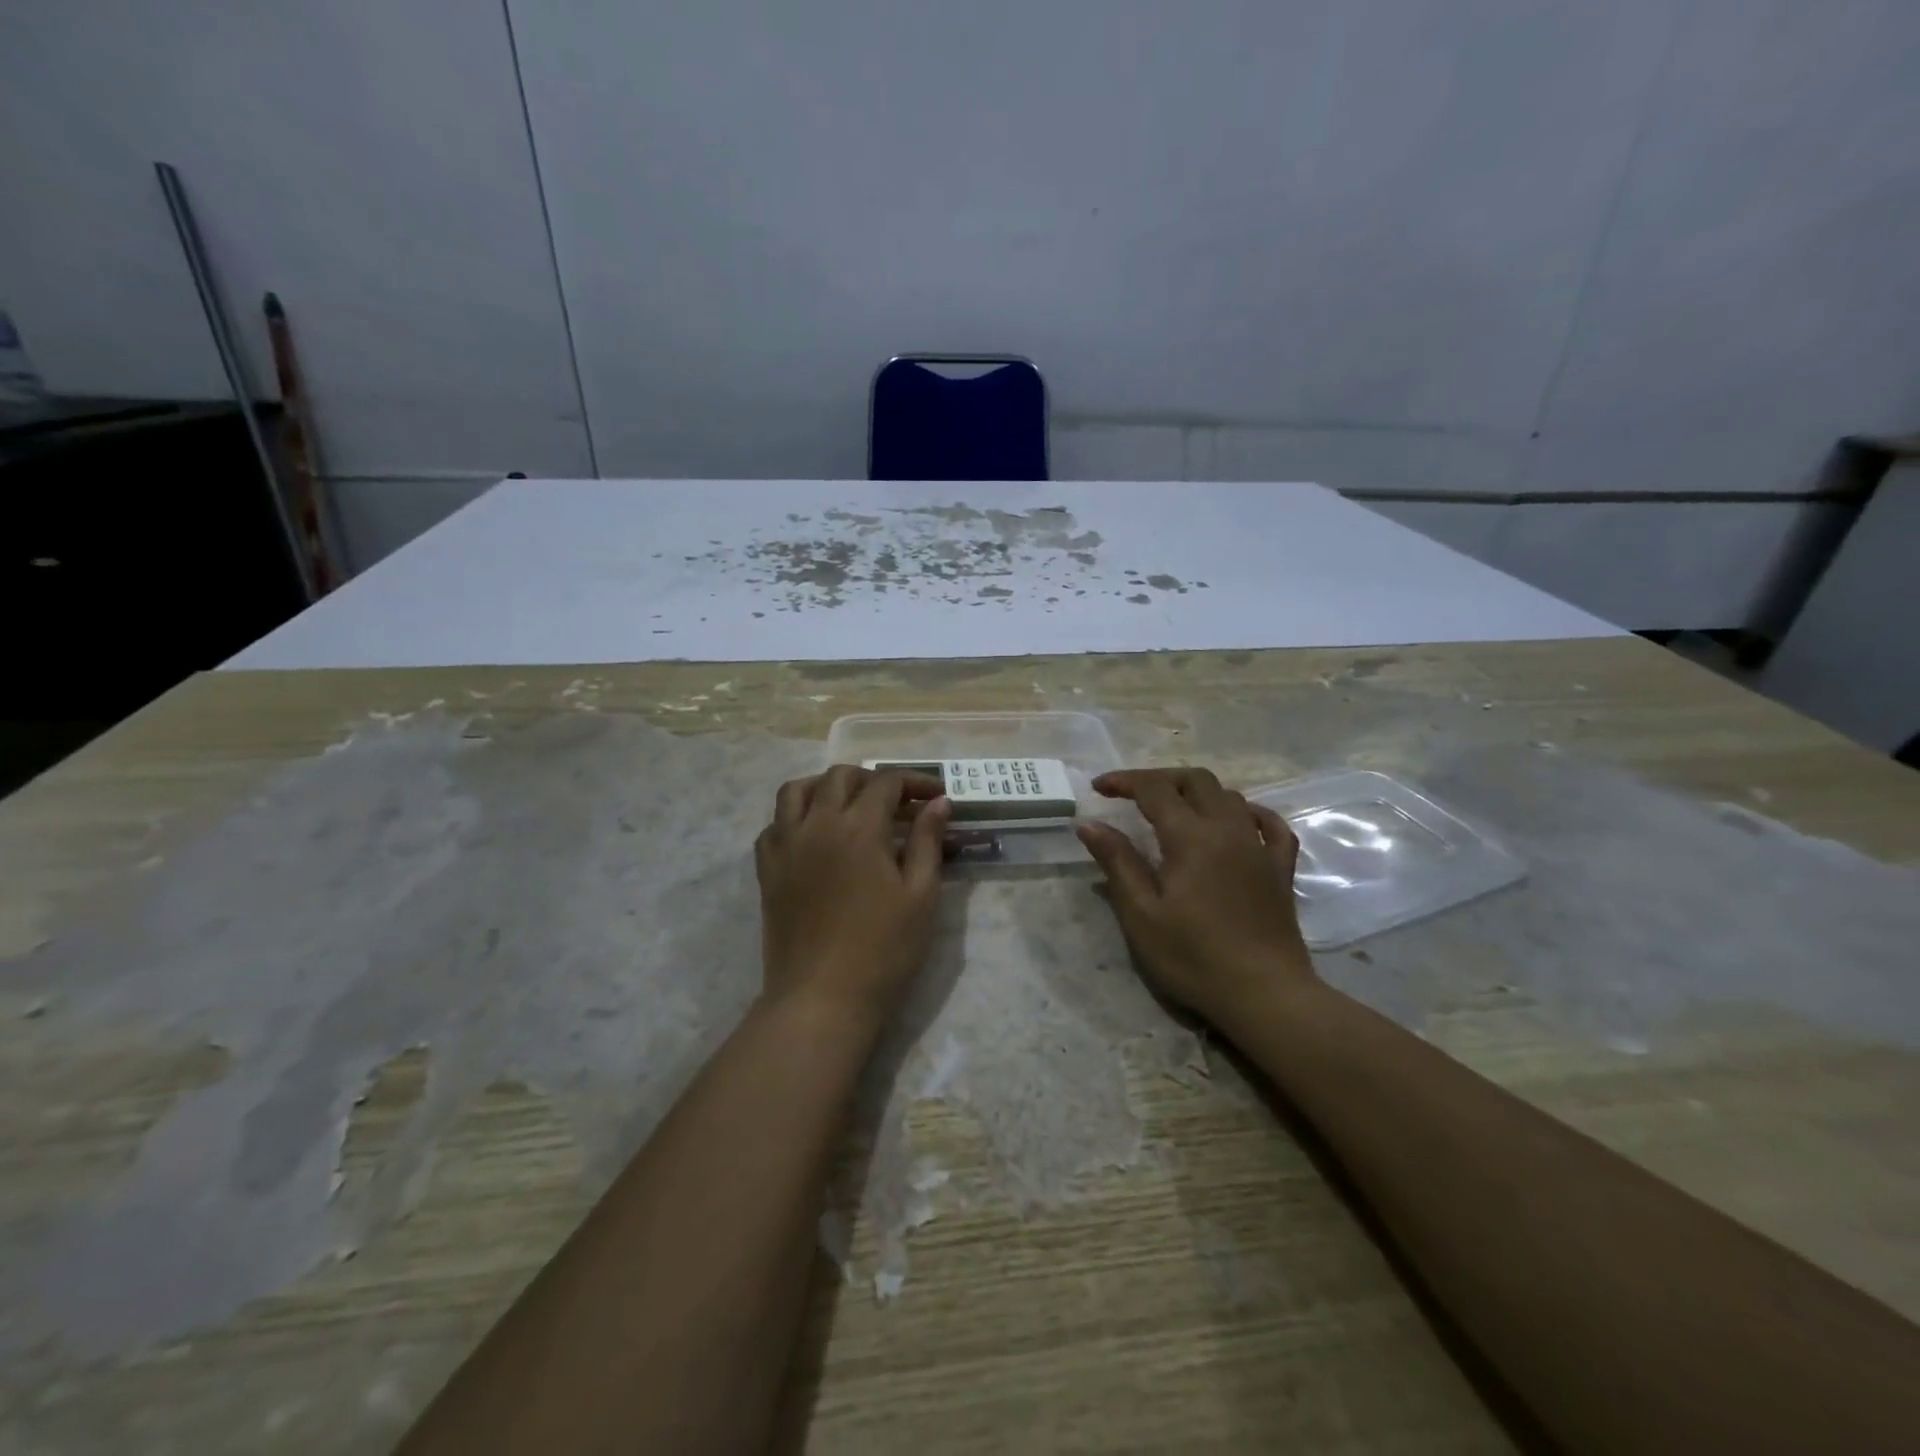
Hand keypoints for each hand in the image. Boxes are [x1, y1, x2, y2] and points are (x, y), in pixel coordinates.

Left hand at [754, 765, 950, 1029]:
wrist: (822, 999)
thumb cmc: (883, 950)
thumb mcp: (920, 896)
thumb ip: (928, 842)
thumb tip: (938, 803)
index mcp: (859, 828)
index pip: (886, 782)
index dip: (914, 782)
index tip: (936, 796)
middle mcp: (817, 824)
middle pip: (840, 777)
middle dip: (873, 779)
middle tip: (897, 803)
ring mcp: (785, 846)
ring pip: (797, 791)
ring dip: (826, 787)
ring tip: (849, 806)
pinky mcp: (767, 870)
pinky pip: (774, 825)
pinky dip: (794, 817)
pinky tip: (814, 836)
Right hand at [1075, 767, 1315, 1027]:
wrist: (1265, 995)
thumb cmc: (1194, 958)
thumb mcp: (1142, 915)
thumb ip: (1117, 862)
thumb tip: (1090, 824)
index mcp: (1191, 837)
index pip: (1154, 789)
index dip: (1124, 781)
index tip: (1098, 788)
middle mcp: (1228, 829)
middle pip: (1196, 780)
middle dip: (1160, 778)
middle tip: (1132, 795)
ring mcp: (1260, 847)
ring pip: (1230, 796)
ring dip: (1197, 792)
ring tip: (1173, 809)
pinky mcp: (1281, 869)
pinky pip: (1272, 825)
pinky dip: (1250, 812)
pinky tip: (1238, 821)